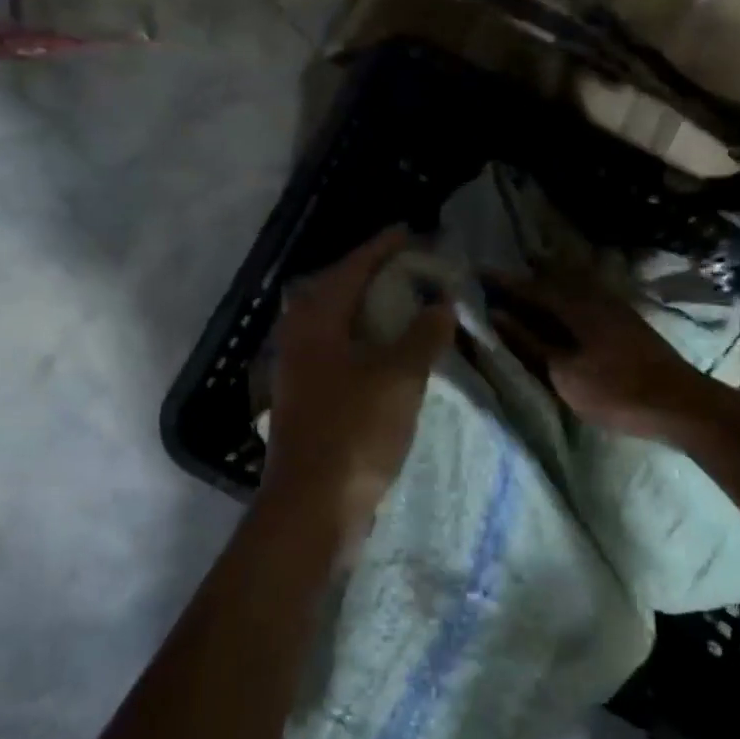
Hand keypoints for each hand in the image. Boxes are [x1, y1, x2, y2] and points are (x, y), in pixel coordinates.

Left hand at [262, 229, 456, 549]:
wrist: (311, 508)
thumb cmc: (354, 432)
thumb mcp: (398, 377)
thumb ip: (422, 335)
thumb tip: (441, 303)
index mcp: (315, 321)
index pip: (351, 268)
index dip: (382, 248)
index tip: (409, 231)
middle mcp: (299, 338)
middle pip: (336, 291)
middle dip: (372, 275)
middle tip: (409, 267)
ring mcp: (298, 370)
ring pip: (336, 324)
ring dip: (368, 310)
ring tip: (403, 304)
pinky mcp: (306, 398)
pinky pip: (338, 352)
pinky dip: (365, 342)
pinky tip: (387, 353)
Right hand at [491, 273, 709, 441]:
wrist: (678, 403)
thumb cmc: (615, 390)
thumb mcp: (563, 372)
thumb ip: (529, 342)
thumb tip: (496, 315)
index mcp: (575, 305)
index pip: (530, 287)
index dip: (503, 281)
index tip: (477, 272)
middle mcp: (594, 296)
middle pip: (553, 278)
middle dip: (526, 276)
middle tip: (499, 278)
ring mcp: (614, 306)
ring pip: (572, 286)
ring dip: (547, 284)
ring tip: (526, 289)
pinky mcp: (625, 320)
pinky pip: (586, 296)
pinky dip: (566, 297)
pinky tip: (563, 308)